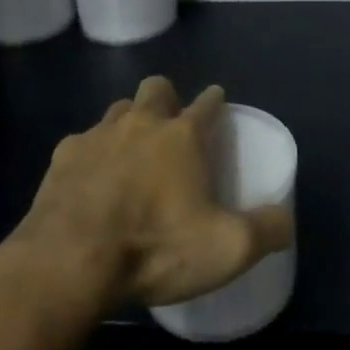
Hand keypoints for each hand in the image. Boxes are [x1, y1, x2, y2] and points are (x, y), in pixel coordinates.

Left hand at [8, 76, 293, 309]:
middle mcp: (142, 123)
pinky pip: (83, 142)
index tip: (217, 105)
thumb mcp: (226, 249)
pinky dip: (92, 155)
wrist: (70, 261)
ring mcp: (98, 135)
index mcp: (183, 137)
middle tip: (171, 126)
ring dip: (129, 122)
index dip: (215, 101)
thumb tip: (287, 219)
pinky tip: (91, 182)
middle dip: (167, 97)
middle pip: (157, 88)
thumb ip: (265, 230)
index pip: (208, 103)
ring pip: (119, 110)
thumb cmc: (155, 247)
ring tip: (132, 153)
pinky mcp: (63, 156)